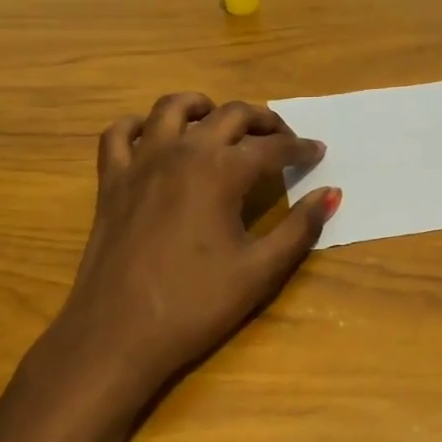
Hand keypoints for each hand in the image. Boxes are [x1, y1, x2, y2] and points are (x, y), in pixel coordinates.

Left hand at [40, 93, 339, 415]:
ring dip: (203, 107)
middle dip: (262, 121)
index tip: (318, 152)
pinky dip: (139, 125)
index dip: (300, 149)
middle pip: (229, 115)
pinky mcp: (111, 181)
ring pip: (172, 108)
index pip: (272, 148)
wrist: (117, 334)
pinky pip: (119, 134)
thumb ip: (299, 228)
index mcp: (221, 171)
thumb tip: (331, 194)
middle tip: (282, 137)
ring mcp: (141, 162)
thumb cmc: (194, 304)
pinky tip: (154, 136)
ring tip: (219, 121)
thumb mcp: (259, 271)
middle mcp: (182, 152)